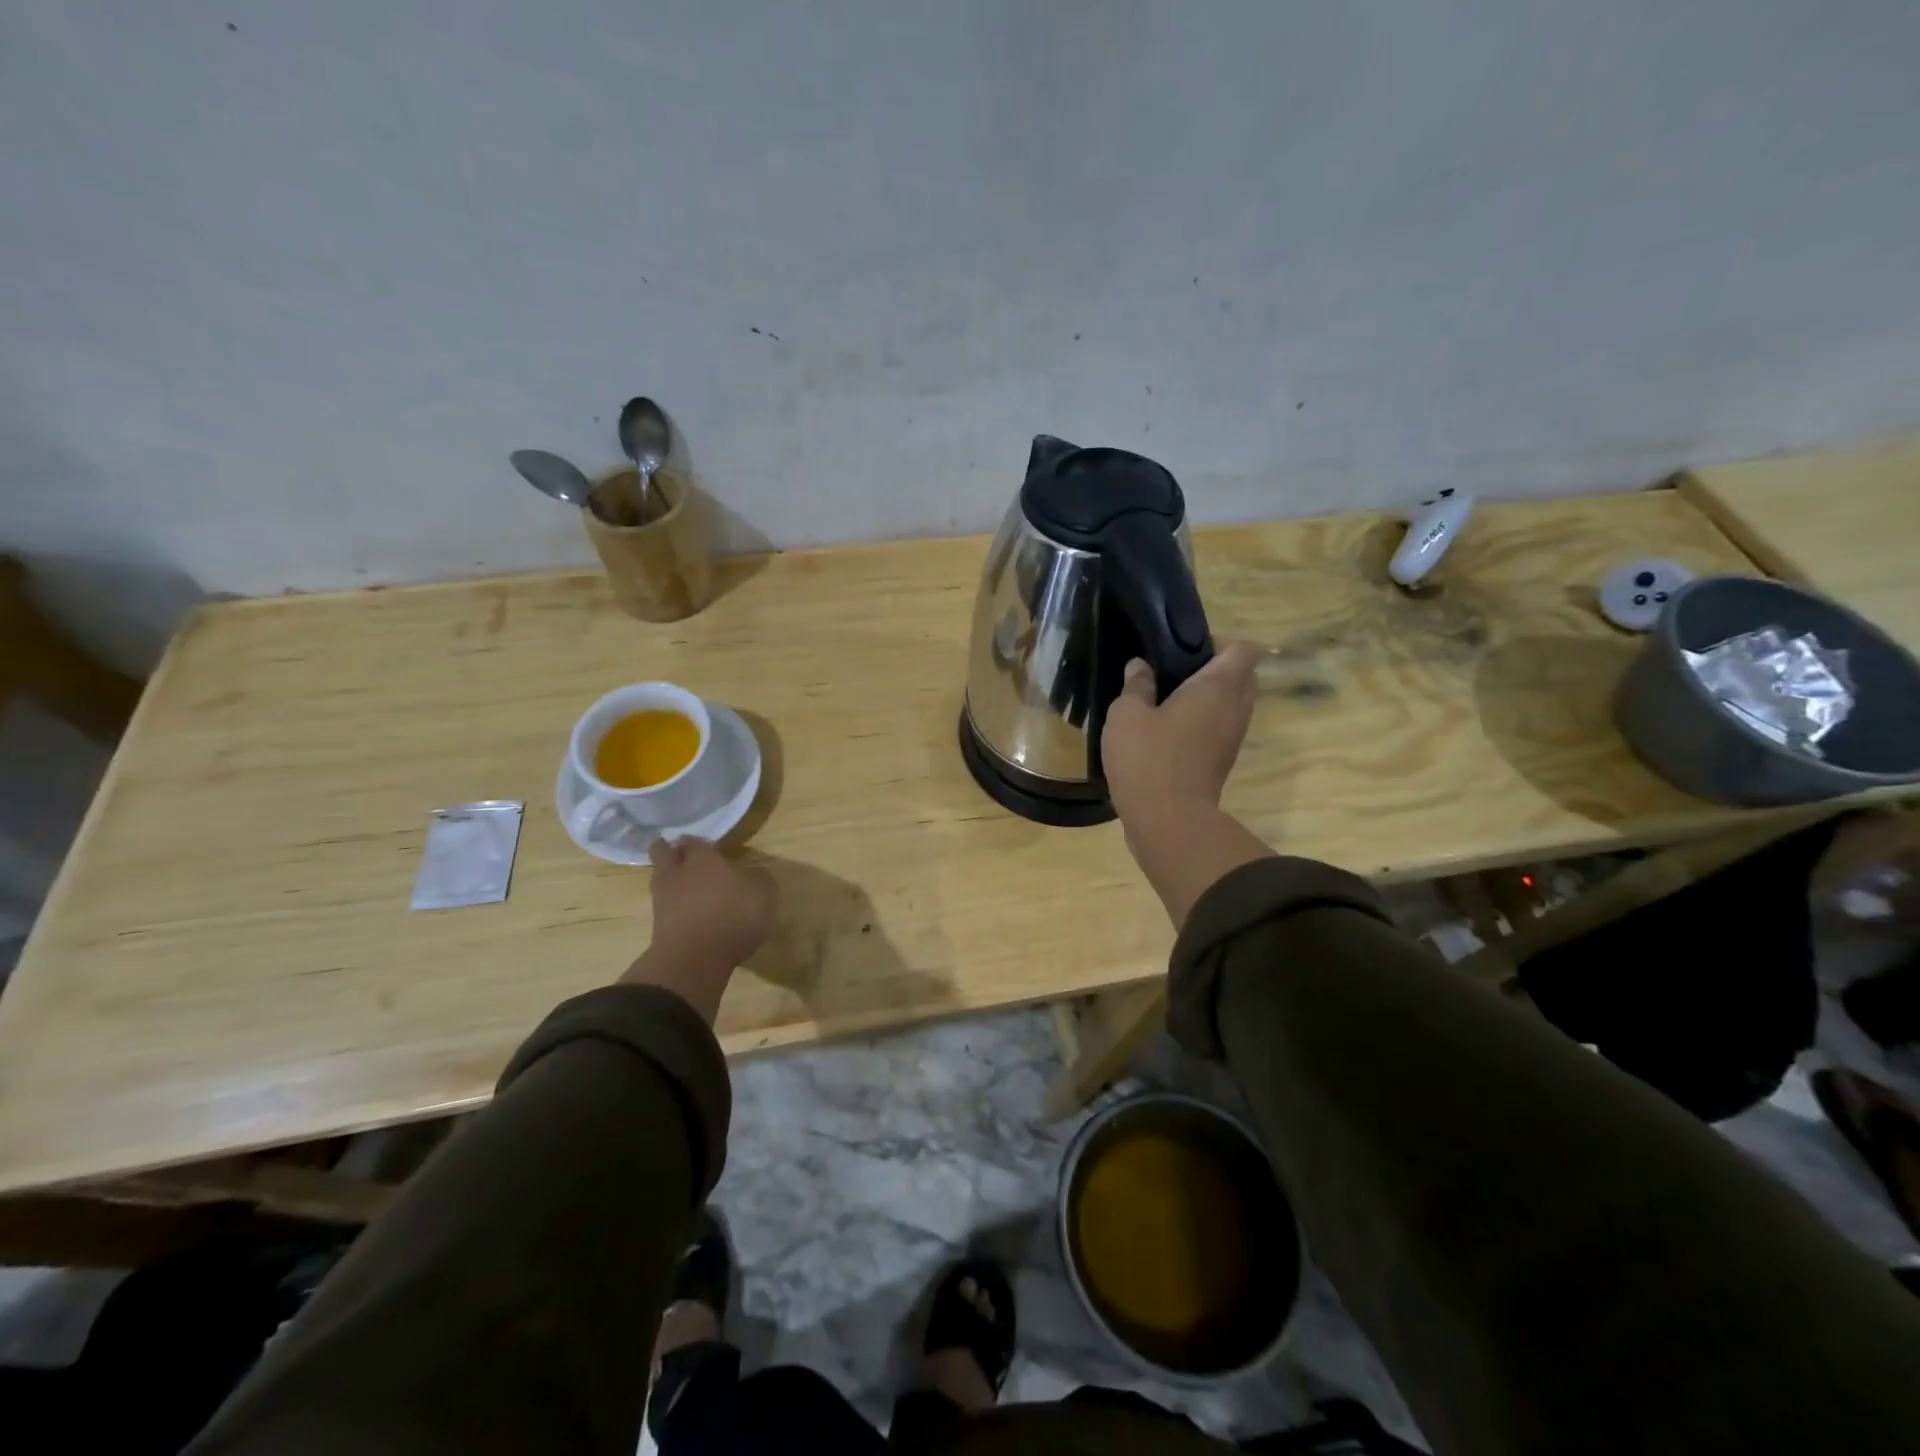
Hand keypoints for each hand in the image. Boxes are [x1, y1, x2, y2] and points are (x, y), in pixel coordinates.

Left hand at [646, 837, 777, 973]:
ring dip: (671, 880)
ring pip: (660, 879)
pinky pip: (663, 906)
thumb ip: (760, 880)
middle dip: (670, 851)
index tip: (709, 848)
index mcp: (703, 859)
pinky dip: (672, 906)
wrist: (694, 960)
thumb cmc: (732, 917)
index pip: (694, 841)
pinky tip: (688, 913)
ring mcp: (662, 899)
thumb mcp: (763, 896)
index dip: (700, 844)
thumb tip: (757, 872)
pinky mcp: (657, 925)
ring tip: (688, 887)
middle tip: (684, 856)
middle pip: (663, 852)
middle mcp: (678, 872)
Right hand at [1102, 641, 1260, 825]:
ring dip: (1209, 698)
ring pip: (1232, 704)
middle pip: (1242, 675)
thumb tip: (1141, 666)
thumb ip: (1136, 685)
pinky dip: (1203, 722)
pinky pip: (1220, 728)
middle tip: (1175, 671)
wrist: (1168, 821)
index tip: (1185, 648)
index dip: (1219, 642)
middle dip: (1215, 668)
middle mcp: (1235, 708)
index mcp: (1218, 687)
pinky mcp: (1222, 762)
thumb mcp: (1127, 714)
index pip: (1243, 649)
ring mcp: (1233, 738)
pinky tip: (1167, 729)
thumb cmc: (1148, 758)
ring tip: (1168, 699)